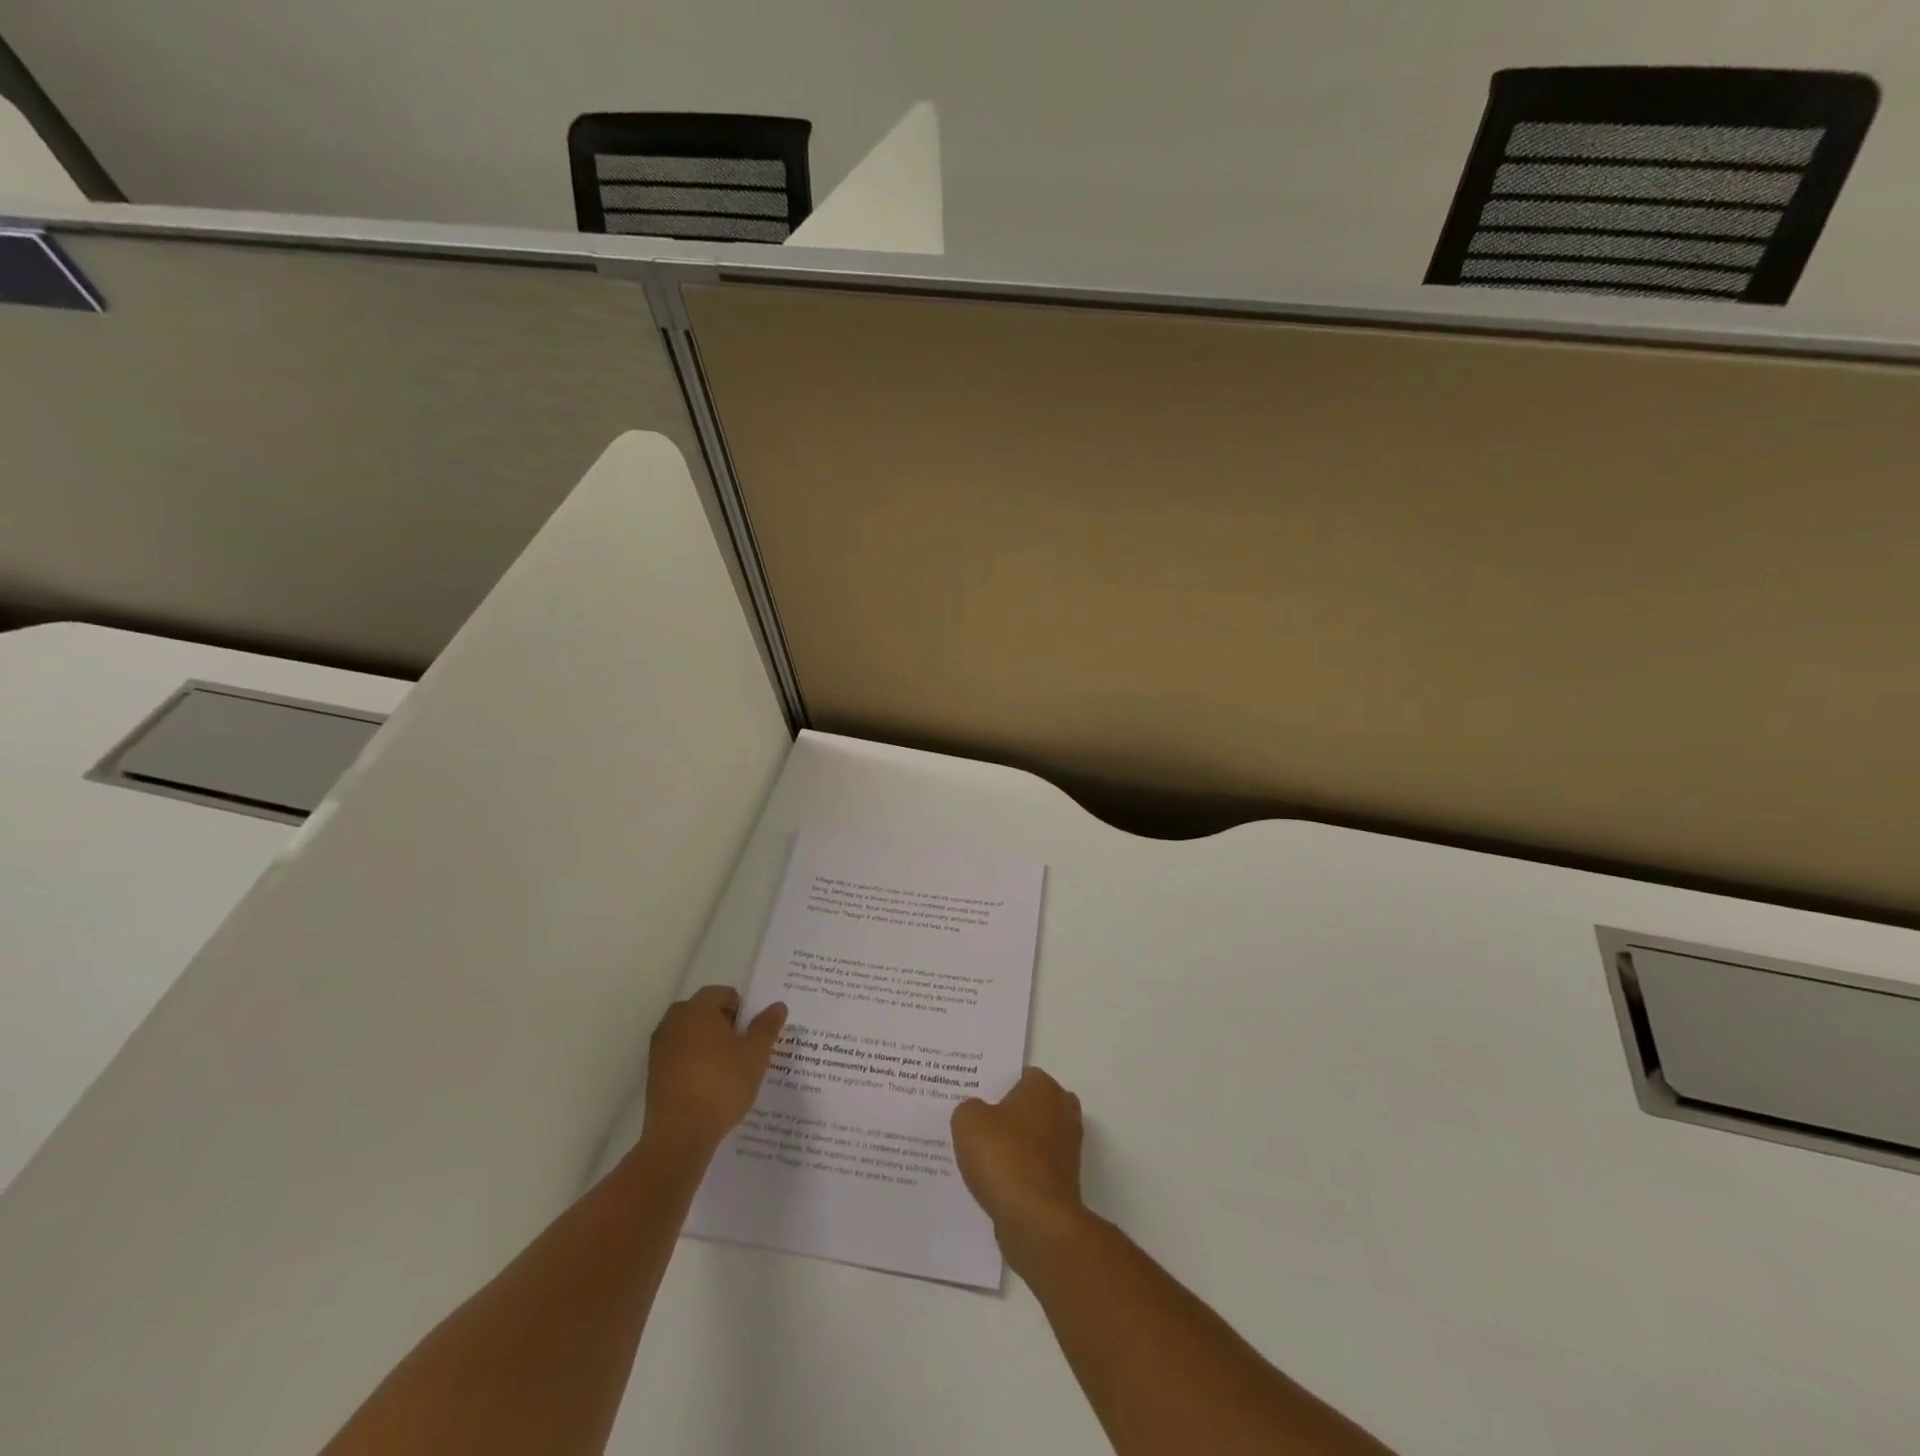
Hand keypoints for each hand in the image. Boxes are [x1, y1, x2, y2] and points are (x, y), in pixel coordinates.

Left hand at [642, 986, 786, 1162]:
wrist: (680, 1135)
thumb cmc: (722, 1085)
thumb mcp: (756, 1054)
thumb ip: (767, 1026)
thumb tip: (777, 1005)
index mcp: (698, 1010)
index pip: (721, 993)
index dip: (740, 1008)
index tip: (750, 1032)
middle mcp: (673, 1022)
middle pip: (700, 1010)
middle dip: (720, 1022)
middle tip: (739, 1046)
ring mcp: (659, 1049)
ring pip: (687, 1033)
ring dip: (704, 1041)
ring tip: (725, 1067)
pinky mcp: (653, 1074)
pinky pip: (677, 1055)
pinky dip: (691, 1061)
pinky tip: (706, 1084)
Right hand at [951, 1067, 1085, 1258]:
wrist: (1036, 1220)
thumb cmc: (1004, 1156)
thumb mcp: (968, 1121)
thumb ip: (969, 1109)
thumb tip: (977, 1114)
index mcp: (1044, 1087)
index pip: (1019, 1076)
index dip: (996, 1087)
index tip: (975, 1100)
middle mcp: (1063, 1111)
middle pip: (1030, 1107)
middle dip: (1008, 1116)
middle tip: (976, 1126)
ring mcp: (1068, 1149)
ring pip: (1033, 1140)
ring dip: (1014, 1148)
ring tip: (980, 1159)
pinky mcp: (1065, 1183)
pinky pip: (1035, 1169)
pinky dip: (1019, 1175)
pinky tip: (994, 1185)